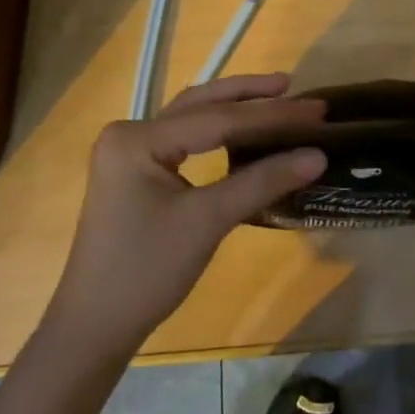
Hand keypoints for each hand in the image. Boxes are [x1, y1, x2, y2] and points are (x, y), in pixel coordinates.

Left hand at [49, 74, 325, 356]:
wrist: (95, 326)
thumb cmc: (147, 271)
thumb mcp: (207, 222)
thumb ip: (261, 182)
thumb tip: (318, 155)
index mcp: (138, 139)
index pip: (217, 119)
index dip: (271, 115)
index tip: (316, 109)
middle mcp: (129, 133)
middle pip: (200, 105)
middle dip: (249, 96)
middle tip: (294, 87)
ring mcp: (130, 153)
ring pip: (192, 119)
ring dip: (233, 108)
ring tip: (275, 96)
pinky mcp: (137, 173)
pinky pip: (184, 141)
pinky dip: (217, 132)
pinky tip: (243, 131)